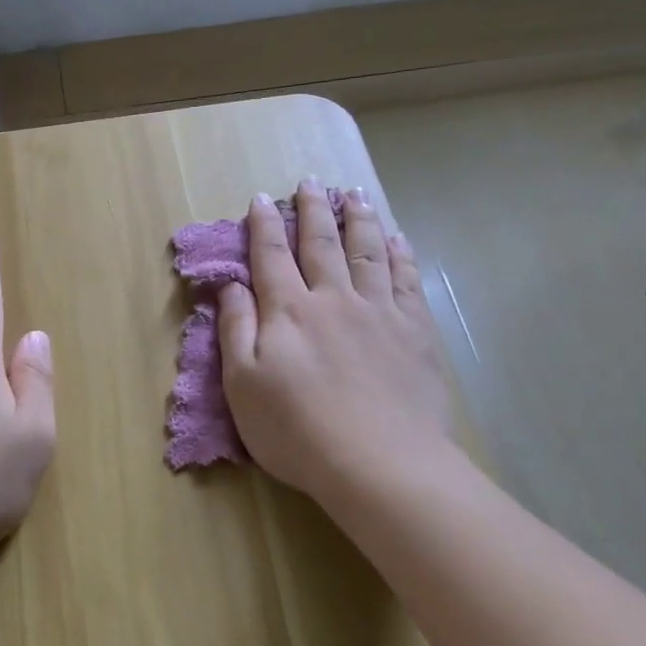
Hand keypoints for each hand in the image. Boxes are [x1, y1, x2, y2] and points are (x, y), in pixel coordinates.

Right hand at [217, 180, 454, 509]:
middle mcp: (333, 299)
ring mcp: (379, 312)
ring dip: (359, 219)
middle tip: (310, 182)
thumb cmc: (297, 430)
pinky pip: (406, 279)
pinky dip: (400, 254)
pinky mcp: (415, 331)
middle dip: (313, 210)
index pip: (271, 256)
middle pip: (322, 244)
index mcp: (288, 311)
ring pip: (367, 252)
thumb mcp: (242, 385)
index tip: (261, 199)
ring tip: (354, 194)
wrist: (379, 464)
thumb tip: (230, 285)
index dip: (264, 225)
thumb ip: (236, 329)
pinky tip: (397, 239)